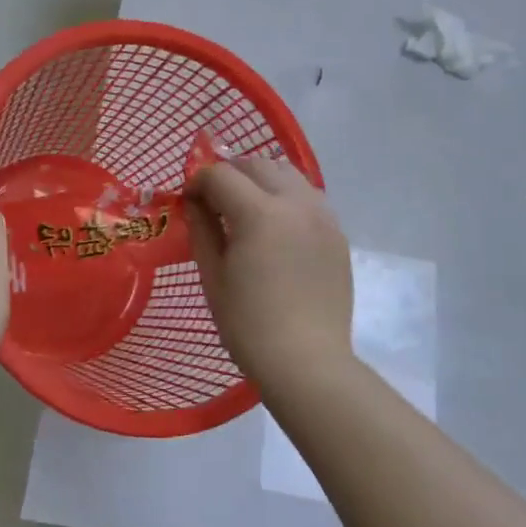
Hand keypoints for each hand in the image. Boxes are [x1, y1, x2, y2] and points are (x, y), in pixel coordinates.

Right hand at [186, 158, 353, 387]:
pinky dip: (287, 197)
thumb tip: (195, 202)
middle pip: (257, 165)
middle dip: (230, 174)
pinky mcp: (337, 234)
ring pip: (288, 174)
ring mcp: (322, 216)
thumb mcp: (213, 276)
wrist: (307, 362)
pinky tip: (277, 225)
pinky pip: (309, 197)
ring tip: (247, 207)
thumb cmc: (248, 325)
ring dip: (261, 180)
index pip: (221, 175)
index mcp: (260, 213)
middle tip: (214, 200)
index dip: (198, 181)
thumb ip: (202, 229)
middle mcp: (296, 203)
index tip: (188, 201)